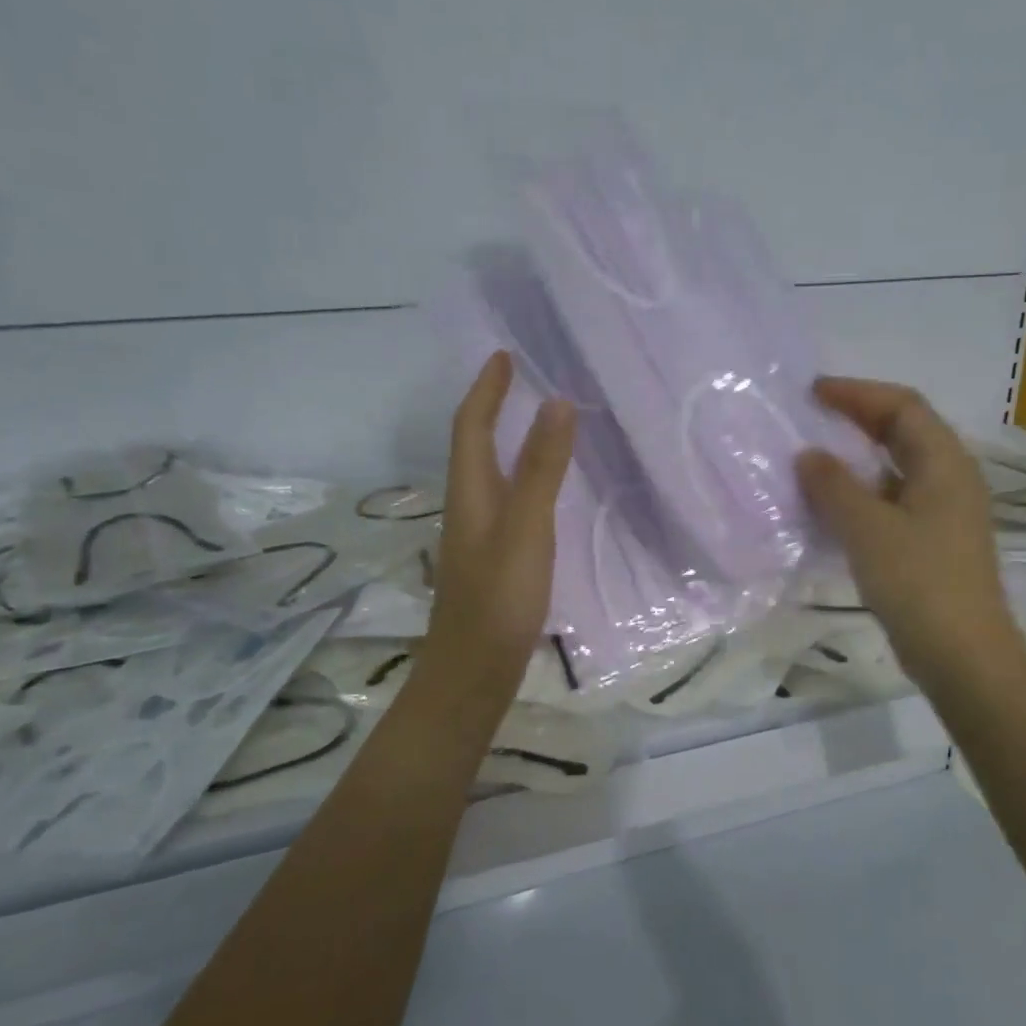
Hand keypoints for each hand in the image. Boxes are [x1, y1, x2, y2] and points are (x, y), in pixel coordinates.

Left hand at [422, 352, 575, 698]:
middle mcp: (469, 506)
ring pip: (489, 472)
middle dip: (493, 406)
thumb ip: (541, 468)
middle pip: (474, 444)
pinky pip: (505, 499)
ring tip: (536, 421)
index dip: (487, 388)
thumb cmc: (499, 597)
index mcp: (470, 492)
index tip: (504, 355)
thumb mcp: (525, 528)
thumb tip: (557, 403)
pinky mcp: (494, 559)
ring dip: (505, 439)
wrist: (474, 671)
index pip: (471, 425)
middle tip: (521, 379)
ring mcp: (479, 535)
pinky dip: (521, 476)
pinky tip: (542, 489)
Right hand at [796, 377, 1025, 692]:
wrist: (963, 655)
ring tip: (814, 460)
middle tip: (811, 418)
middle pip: (904, 431)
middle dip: (857, 419)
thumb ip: (833, 486)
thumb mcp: (867, 529)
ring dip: (857, 458)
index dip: (857, 393)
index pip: (902, 406)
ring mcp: (944, 512)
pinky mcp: (933, 542)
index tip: (812, 393)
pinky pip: (894, 500)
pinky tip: (832, 507)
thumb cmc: (918, 583)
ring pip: (897, 467)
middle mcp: (950, 479)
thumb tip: (808, 455)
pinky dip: (862, 493)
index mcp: (944, 463)